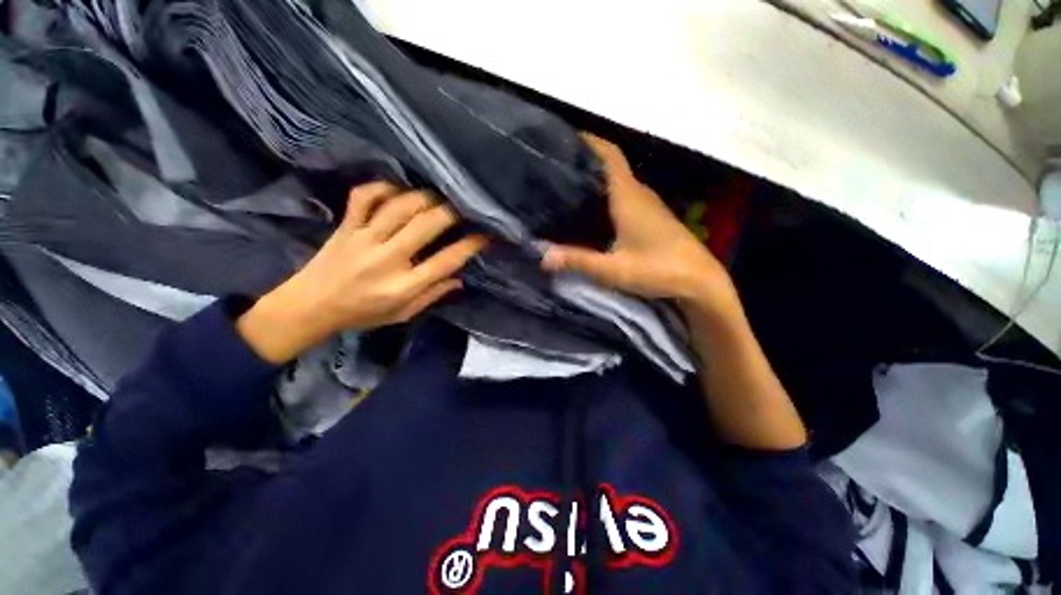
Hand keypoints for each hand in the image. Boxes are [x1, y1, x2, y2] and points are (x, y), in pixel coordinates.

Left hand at [238, 182, 486, 362]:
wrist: (313, 306)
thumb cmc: (358, 313)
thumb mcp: (397, 316)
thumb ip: (429, 297)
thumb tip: (459, 279)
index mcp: (401, 288)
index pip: (445, 261)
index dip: (470, 244)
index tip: (485, 233)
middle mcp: (386, 260)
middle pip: (428, 225)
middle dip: (453, 211)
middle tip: (464, 205)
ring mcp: (364, 239)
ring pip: (401, 206)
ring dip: (424, 196)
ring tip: (435, 196)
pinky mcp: (347, 225)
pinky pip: (364, 197)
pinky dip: (381, 187)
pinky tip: (396, 188)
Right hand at [541, 134, 739, 319]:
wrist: (701, 281)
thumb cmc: (659, 268)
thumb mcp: (614, 270)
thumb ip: (578, 261)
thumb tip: (541, 256)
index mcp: (628, 195)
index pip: (610, 155)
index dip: (591, 140)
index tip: (568, 135)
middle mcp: (640, 193)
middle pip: (612, 167)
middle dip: (587, 161)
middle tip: (557, 165)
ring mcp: (652, 205)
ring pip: (621, 182)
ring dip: (600, 180)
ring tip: (570, 186)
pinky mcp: (657, 218)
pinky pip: (629, 196)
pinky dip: (611, 195)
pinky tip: (597, 211)